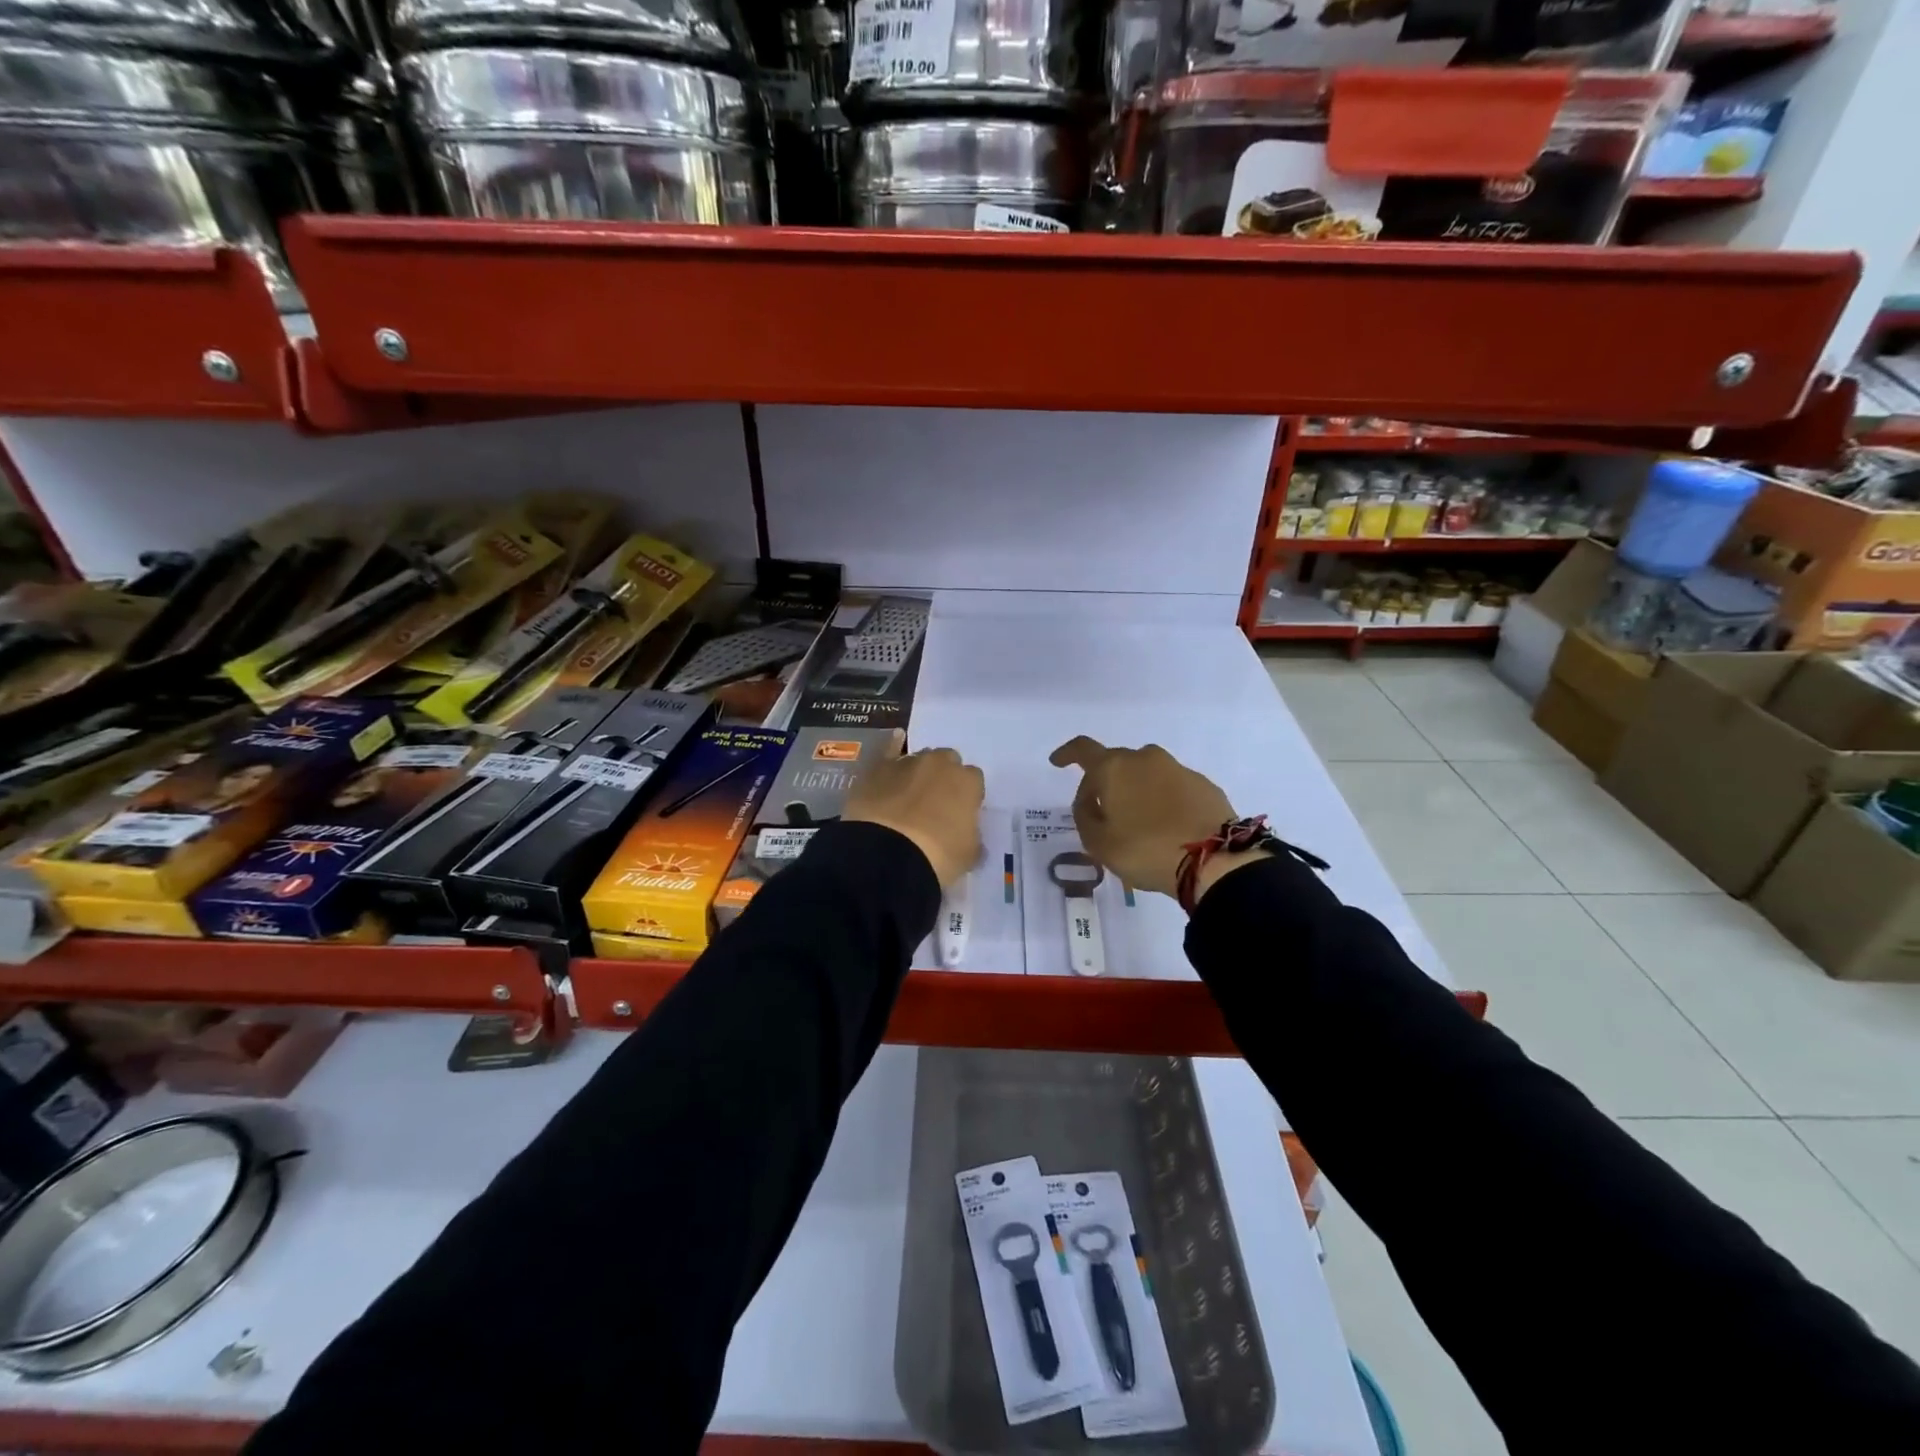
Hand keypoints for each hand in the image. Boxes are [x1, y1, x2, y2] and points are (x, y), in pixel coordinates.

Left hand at [845, 744, 984, 888]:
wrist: (887, 854)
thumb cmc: (938, 855)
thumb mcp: (968, 855)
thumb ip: (973, 839)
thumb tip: (969, 837)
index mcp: (968, 782)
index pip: (974, 781)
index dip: (967, 797)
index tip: (960, 814)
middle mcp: (940, 764)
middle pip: (948, 762)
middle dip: (944, 778)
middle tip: (936, 804)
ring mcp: (907, 762)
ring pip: (919, 759)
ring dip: (918, 773)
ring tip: (909, 796)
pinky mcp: (878, 768)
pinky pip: (889, 750)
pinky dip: (893, 746)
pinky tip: (895, 739)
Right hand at [1048, 737, 1237, 897]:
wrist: (1214, 860)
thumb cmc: (1146, 850)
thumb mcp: (1099, 843)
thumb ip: (1085, 817)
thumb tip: (1089, 801)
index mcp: (1114, 768)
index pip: (1083, 750)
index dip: (1067, 754)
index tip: (1057, 762)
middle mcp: (1145, 759)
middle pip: (1116, 763)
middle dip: (1104, 783)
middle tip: (1101, 813)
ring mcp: (1178, 769)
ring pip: (1146, 774)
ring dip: (1136, 791)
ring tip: (1137, 824)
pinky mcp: (1203, 785)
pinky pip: (1172, 787)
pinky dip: (1162, 800)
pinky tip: (1166, 826)